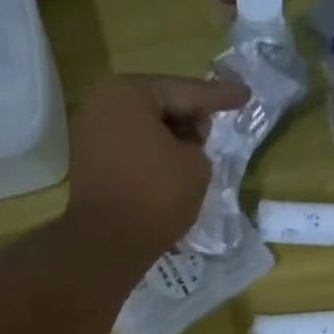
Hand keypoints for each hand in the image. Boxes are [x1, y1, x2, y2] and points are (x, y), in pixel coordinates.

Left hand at [62, 74, 247, 265]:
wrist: (107, 242)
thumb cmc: (155, 195)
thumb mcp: (196, 165)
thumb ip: (198, 143)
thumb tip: (183, 147)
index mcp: (129, 93)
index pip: (185, 91)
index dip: (219, 96)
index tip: (244, 94)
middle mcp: (103, 103)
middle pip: (160, 103)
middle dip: (190, 116)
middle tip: (214, 130)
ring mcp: (90, 132)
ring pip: (144, 126)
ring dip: (171, 137)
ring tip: (196, 154)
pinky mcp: (88, 160)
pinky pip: (130, 147)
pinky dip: (152, 154)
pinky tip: (172, 167)